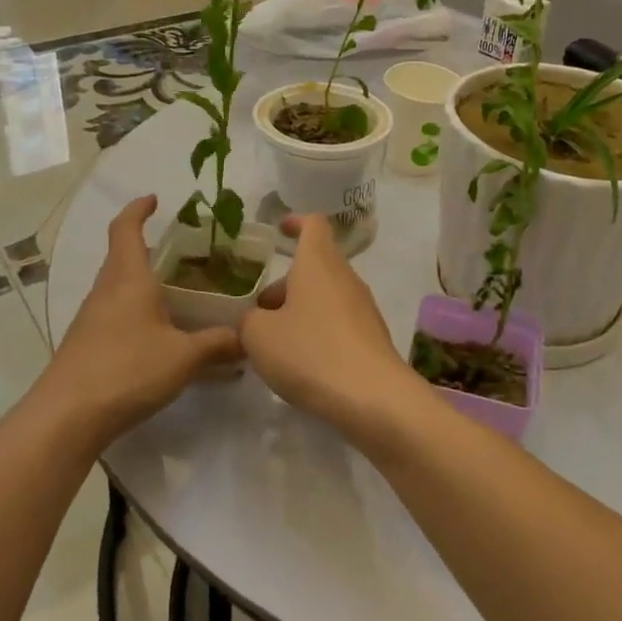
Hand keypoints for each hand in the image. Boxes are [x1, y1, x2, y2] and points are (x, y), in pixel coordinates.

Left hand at [47, 196, 242, 442]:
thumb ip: (218, 344)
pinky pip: (114, 312)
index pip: (126, 228)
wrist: (66, 416)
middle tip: (184, 253)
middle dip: (147, 247)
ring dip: (141, 281)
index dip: (138, 209)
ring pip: (118, 286)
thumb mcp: (183, 357)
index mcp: (128, 278)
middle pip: (121, 256)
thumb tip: (248, 337)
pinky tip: (157, 333)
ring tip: (176, 292)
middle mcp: (106, 290)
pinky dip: (135, 310)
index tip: (154, 199)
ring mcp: (91, 318)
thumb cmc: (126, 370)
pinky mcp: (86, 344)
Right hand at [241, 215, 424, 436]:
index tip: (279, 231)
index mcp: (318, 263)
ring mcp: (363, 307)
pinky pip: (338, 323)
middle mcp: (345, 277)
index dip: (296, 223)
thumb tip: (254, 319)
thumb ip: (248, 321)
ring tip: (274, 344)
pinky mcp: (372, 337)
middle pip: (314, 267)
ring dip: (299, 311)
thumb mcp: (259, 336)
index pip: (313, 224)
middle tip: (258, 313)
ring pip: (325, 296)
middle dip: (285, 285)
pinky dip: (318, 332)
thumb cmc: (310, 352)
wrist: (373, 398)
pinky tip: (302, 364)